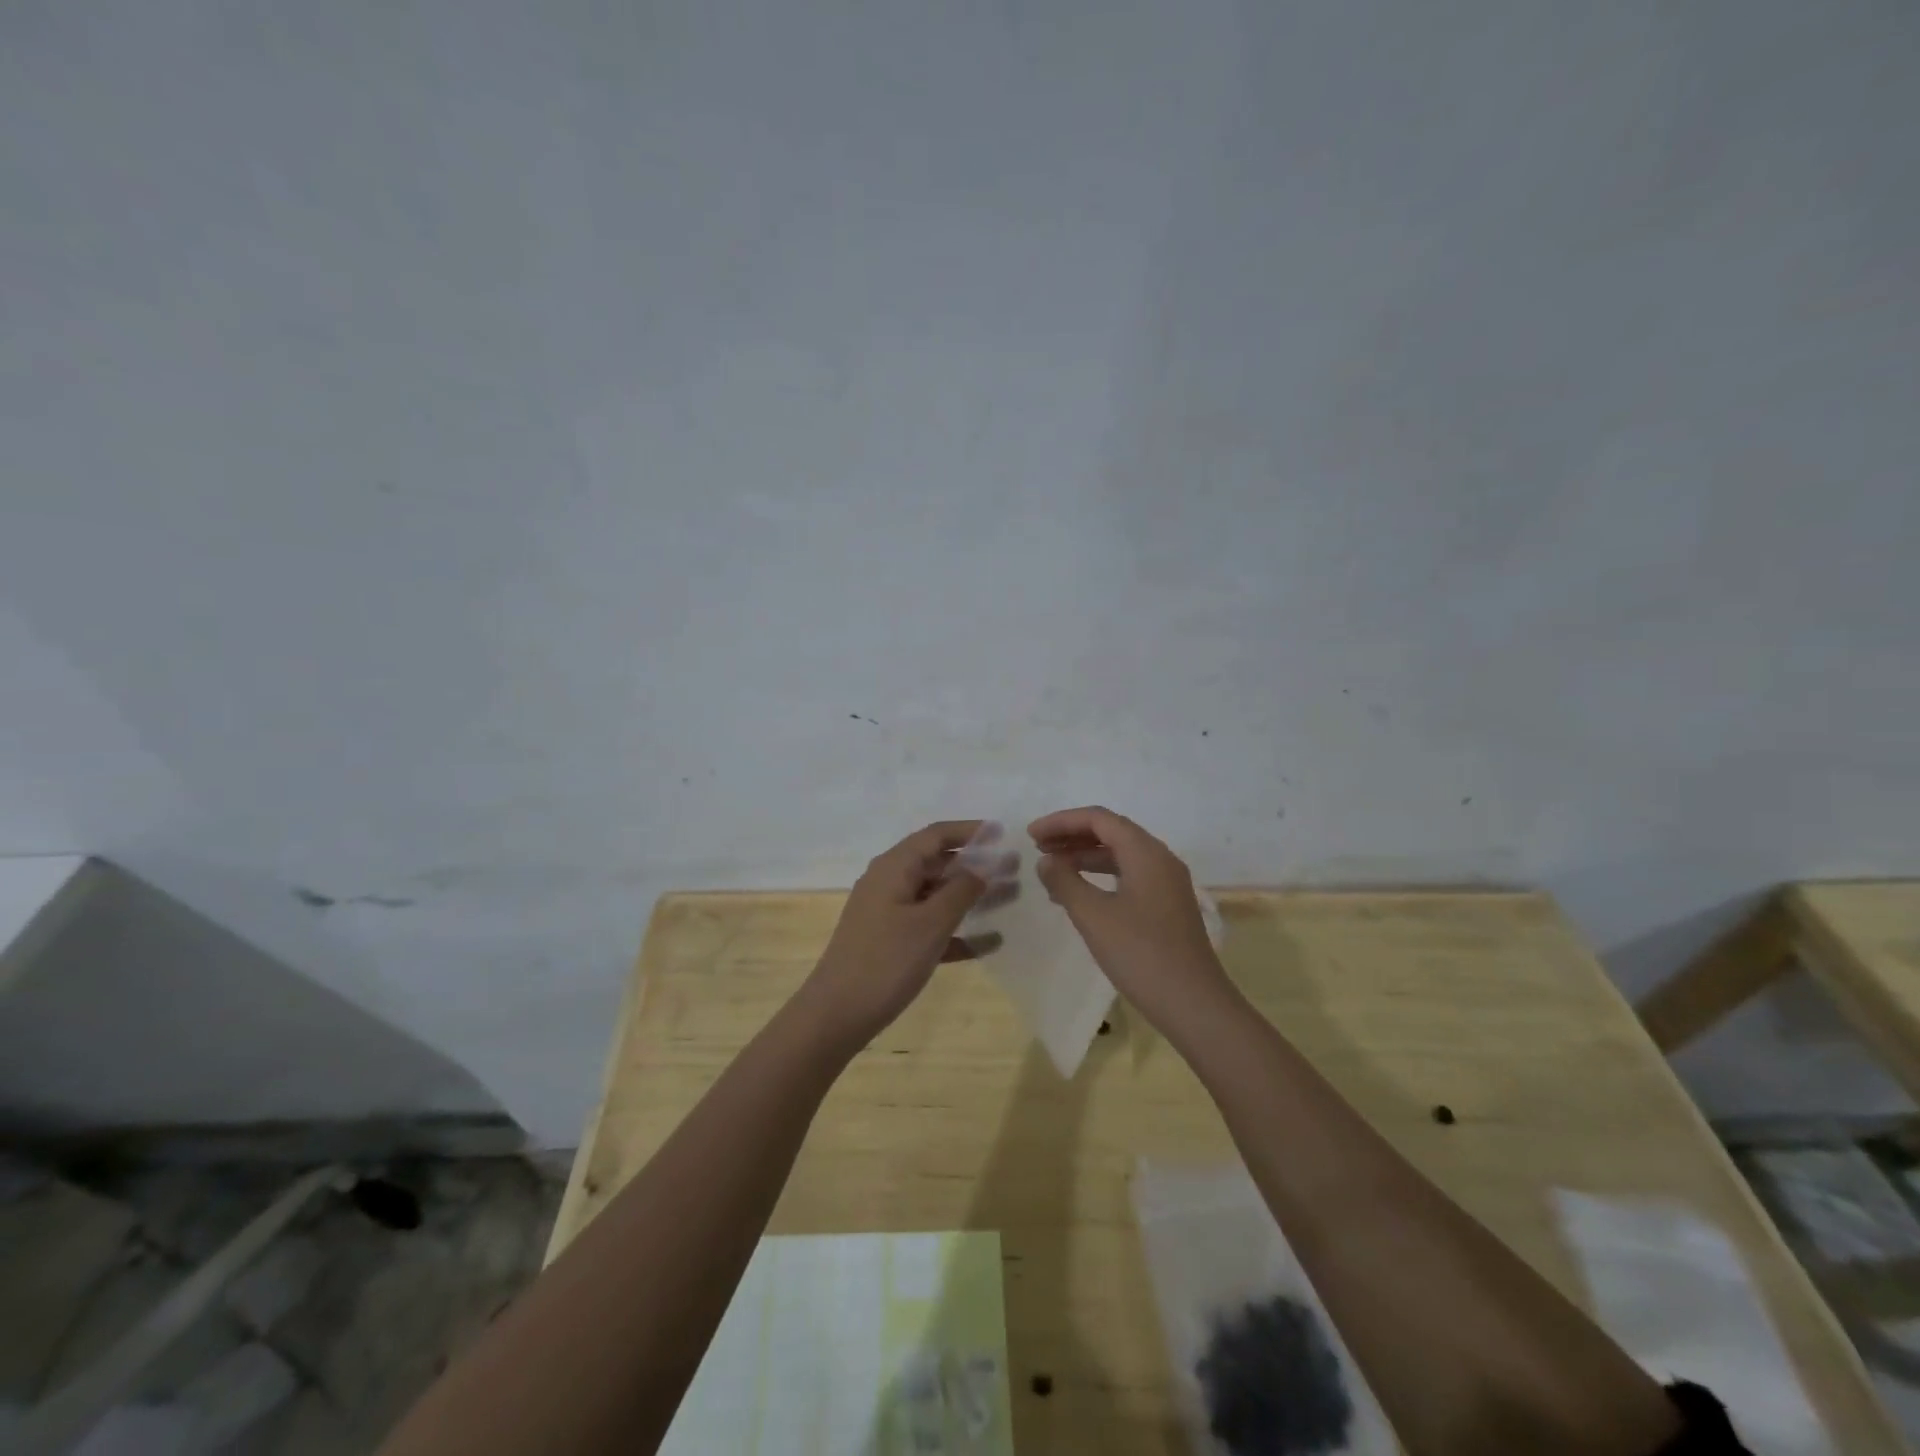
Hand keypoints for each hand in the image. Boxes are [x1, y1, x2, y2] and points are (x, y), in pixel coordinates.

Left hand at [802, 820, 1002, 1046]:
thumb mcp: (931, 923)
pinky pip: (928, 925)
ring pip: (936, 894)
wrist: (837, 1015)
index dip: (970, 831)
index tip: (1003, 833)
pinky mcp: (889, 941)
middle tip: (1015, 868)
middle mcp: (889, 882)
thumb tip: (981, 866)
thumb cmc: (886, 961)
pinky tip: (989, 943)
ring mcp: (887, 912)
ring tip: (1010, 896)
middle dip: (976, 864)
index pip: (936, 836)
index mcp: (894, 867)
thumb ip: (960, 891)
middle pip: (938, 863)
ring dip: (971, 895)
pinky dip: (956, 930)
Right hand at [1029, 806, 1235, 1035]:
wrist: (1194, 1004)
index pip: (1099, 819)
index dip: (1062, 822)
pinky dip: (1100, 876)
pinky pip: (1129, 875)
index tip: (1031, 835)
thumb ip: (1065, 882)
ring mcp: (1167, 883)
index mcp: (1146, 853)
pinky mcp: (1167, 905)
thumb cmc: (1141, 954)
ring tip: (1051, 869)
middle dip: (1072, 836)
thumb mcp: (1093, 916)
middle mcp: (1160, 859)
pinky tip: (1079, 895)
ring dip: (1084, 856)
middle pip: (1111, 832)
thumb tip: (1047, 861)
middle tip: (1037, 847)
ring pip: (1120, 855)